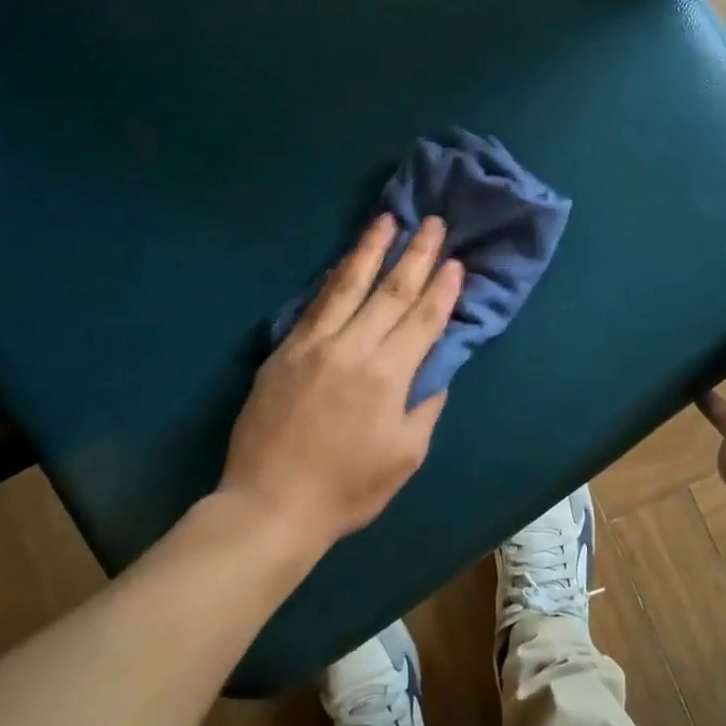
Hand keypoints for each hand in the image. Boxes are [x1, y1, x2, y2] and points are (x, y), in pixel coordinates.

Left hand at [219, 214, 462, 555]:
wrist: (269, 505)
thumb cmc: (346, 489)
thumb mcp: (406, 457)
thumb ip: (425, 407)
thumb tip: (433, 371)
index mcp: (387, 376)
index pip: (422, 319)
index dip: (442, 288)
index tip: (455, 260)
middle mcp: (352, 349)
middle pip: (390, 291)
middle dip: (415, 254)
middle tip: (431, 222)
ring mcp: (313, 345)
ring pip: (347, 285)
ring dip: (370, 250)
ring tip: (386, 220)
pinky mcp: (284, 351)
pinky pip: (313, 304)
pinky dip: (332, 279)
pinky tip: (342, 261)